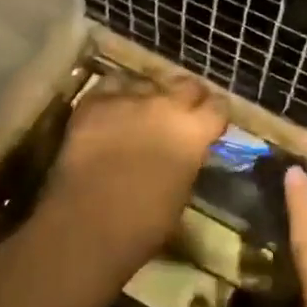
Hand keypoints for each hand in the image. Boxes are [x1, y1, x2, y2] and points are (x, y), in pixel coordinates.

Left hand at [45, 75, 224, 276]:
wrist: (87, 225)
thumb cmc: (143, 225)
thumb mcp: (181, 191)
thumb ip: (188, 159)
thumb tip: (186, 150)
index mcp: (193, 131)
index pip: (218, 107)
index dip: (215, 115)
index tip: (210, 124)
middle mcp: (167, 104)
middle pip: (187, 85)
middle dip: (187, 97)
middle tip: (180, 113)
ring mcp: (130, 98)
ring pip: (149, 81)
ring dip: (150, 94)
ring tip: (142, 110)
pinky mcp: (96, 100)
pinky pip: (113, 84)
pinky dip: (117, 93)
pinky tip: (113, 106)